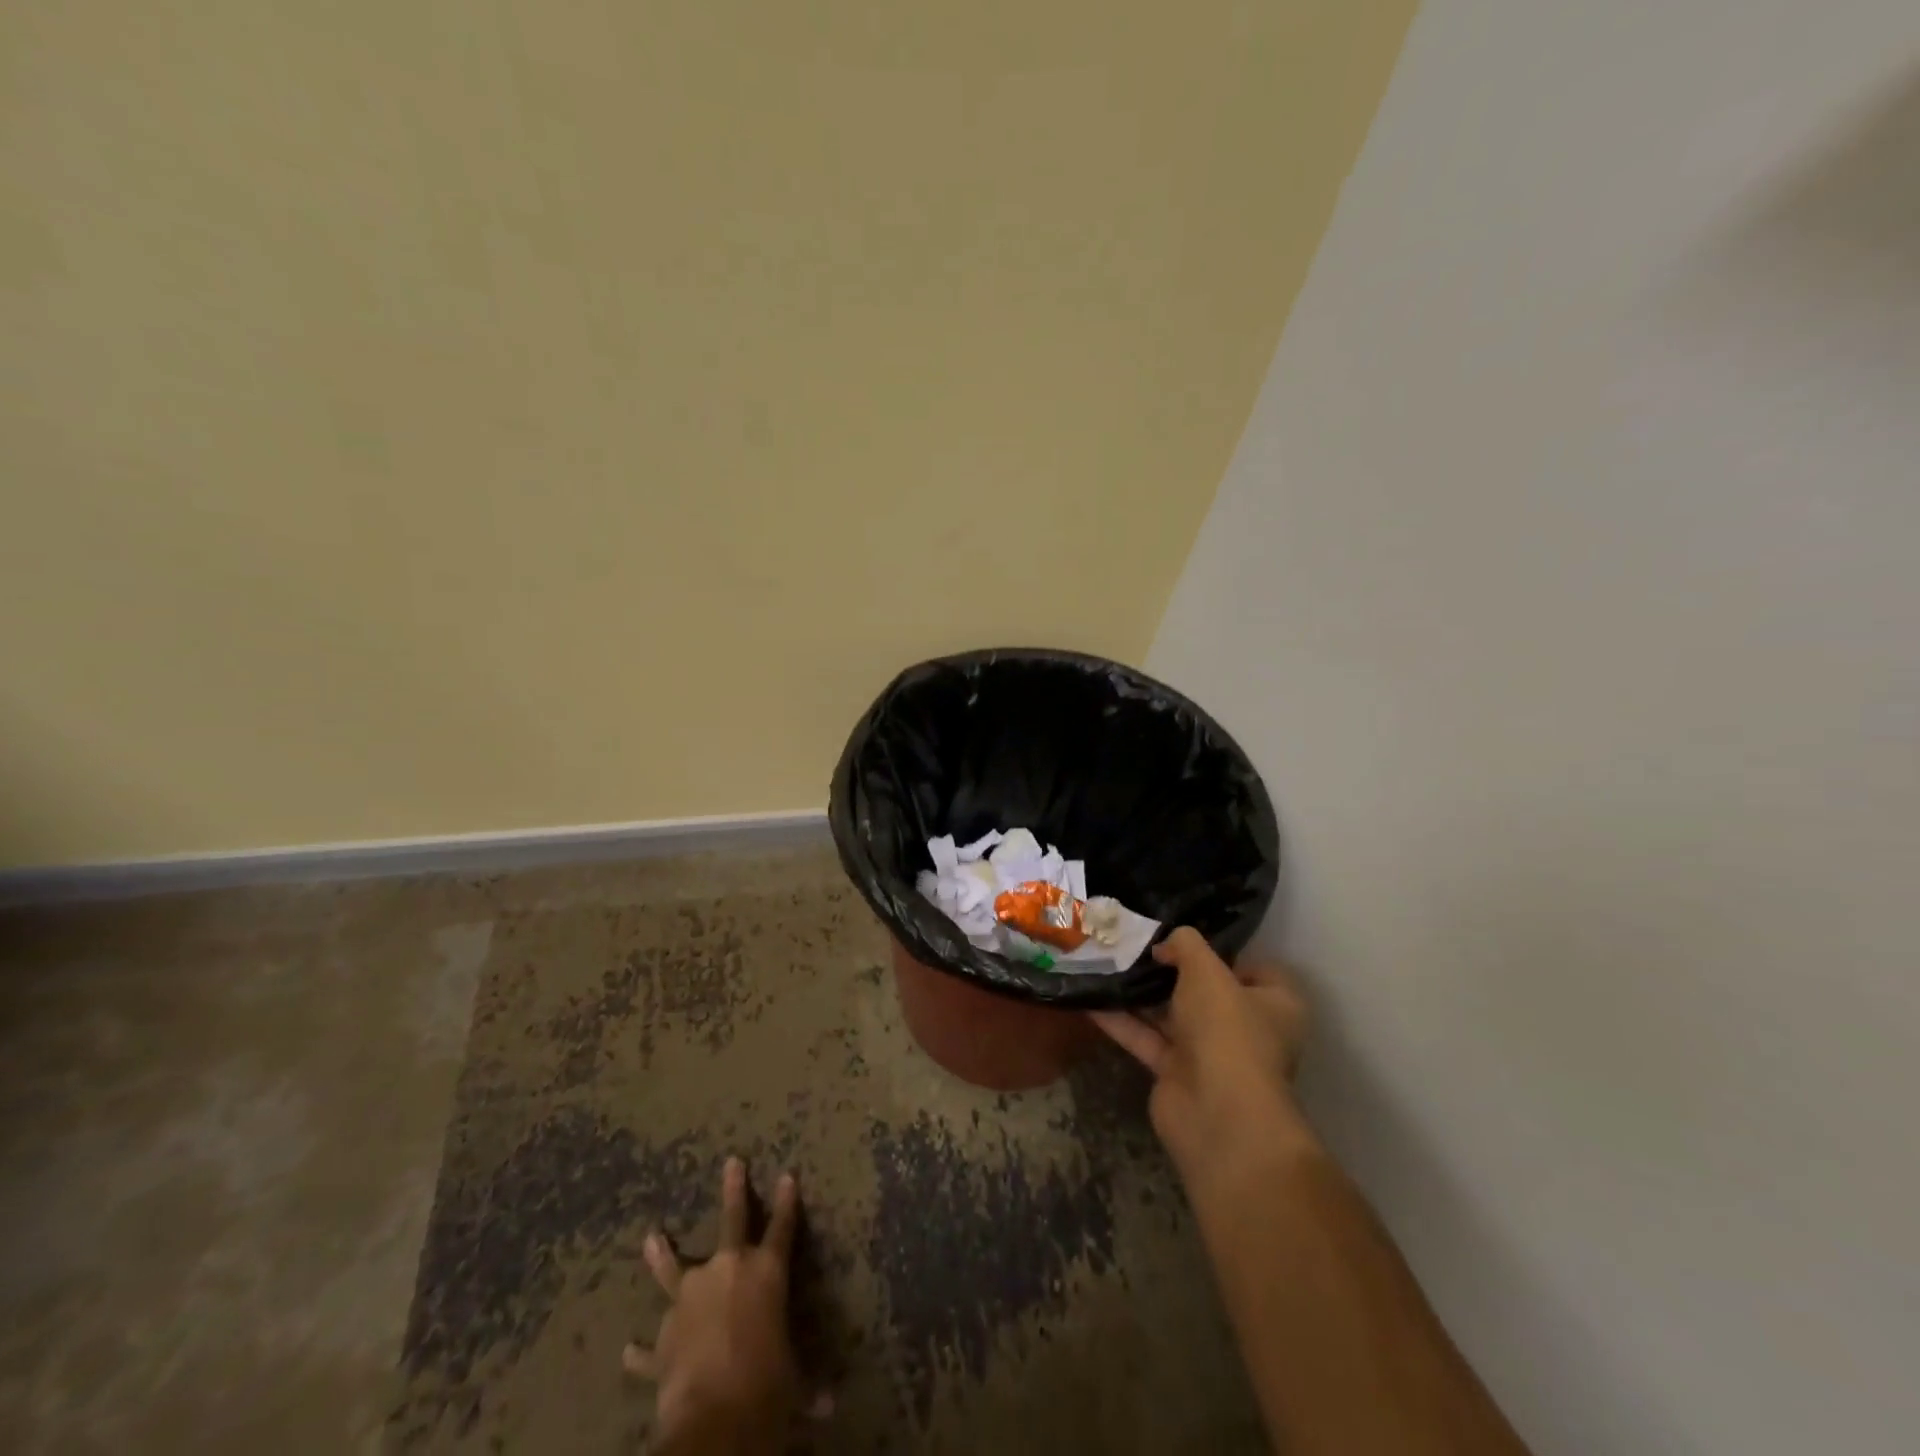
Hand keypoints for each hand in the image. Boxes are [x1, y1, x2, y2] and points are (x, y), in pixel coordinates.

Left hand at [622, 1157, 830, 1451]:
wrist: (712, 1417)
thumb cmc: (766, 1386)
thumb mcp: (793, 1384)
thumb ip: (807, 1387)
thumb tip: (830, 1407)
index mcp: (767, 1272)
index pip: (783, 1227)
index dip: (787, 1202)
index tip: (787, 1175)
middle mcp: (729, 1271)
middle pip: (732, 1219)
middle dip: (734, 1190)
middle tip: (732, 1162)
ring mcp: (691, 1298)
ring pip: (675, 1267)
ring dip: (663, 1254)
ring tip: (652, 1237)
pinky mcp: (663, 1337)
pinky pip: (650, 1345)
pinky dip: (642, 1350)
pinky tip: (629, 1349)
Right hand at [1091, 927, 1311, 1183]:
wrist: (1217, 1114)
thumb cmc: (1226, 1030)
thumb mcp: (1207, 971)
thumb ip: (1186, 945)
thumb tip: (1166, 945)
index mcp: (1275, 1004)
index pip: (1253, 968)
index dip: (1222, 951)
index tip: (1184, 937)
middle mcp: (1247, 1028)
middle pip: (1206, 991)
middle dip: (1171, 970)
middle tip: (1134, 944)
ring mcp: (1211, 1054)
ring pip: (1172, 1015)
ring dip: (1142, 994)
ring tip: (1106, 962)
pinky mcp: (1178, 1074)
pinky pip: (1148, 1039)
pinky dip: (1122, 1021)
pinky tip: (1092, 999)